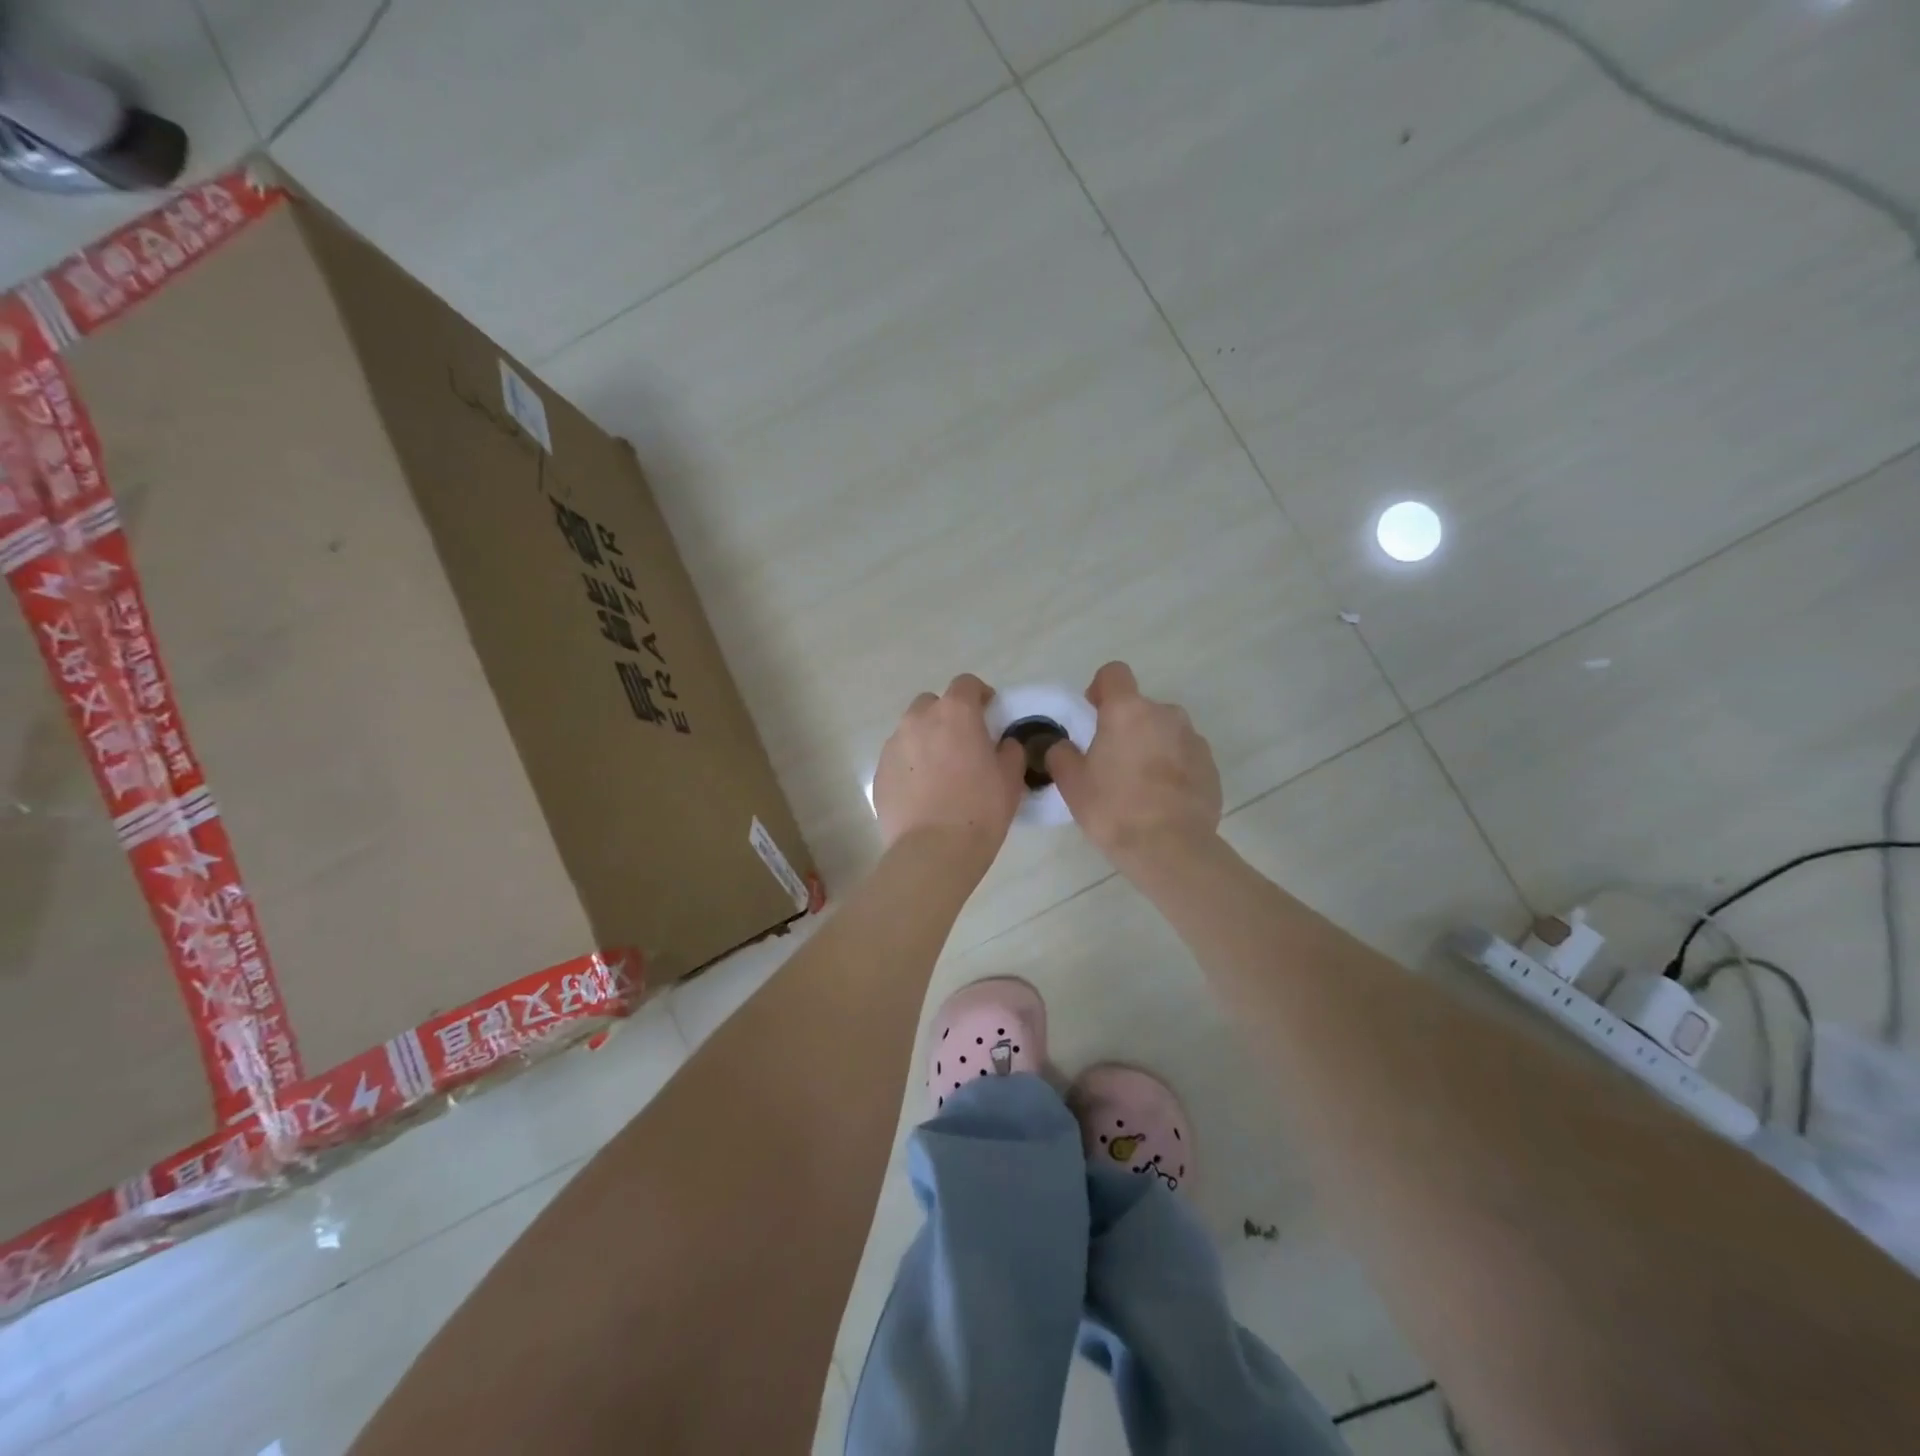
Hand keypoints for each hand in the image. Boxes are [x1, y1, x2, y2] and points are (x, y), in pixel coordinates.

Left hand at [872, 674, 1025, 859]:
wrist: (933, 851)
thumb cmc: (980, 810)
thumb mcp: (1010, 778)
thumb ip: (1009, 750)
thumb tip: (1002, 743)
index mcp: (955, 713)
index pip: (966, 684)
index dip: (979, 695)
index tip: (989, 713)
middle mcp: (919, 720)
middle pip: (932, 703)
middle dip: (947, 716)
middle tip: (963, 743)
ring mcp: (893, 745)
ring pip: (912, 730)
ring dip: (927, 739)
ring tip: (941, 771)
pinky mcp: (879, 772)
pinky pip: (898, 757)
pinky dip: (911, 765)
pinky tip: (923, 792)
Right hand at [1045, 662, 1221, 863]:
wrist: (1171, 848)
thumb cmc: (1114, 809)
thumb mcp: (1072, 783)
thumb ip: (1062, 754)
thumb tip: (1064, 746)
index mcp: (1128, 711)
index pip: (1114, 673)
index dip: (1101, 688)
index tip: (1093, 714)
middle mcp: (1165, 714)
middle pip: (1140, 707)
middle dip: (1125, 726)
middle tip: (1111, 762)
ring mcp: (1193, 739)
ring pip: (1164, 732)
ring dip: (1150, 746)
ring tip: (1139, 785)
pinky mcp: (1211, 766)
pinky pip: (1184, 756)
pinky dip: (1172, 768)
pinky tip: (1161, 800)